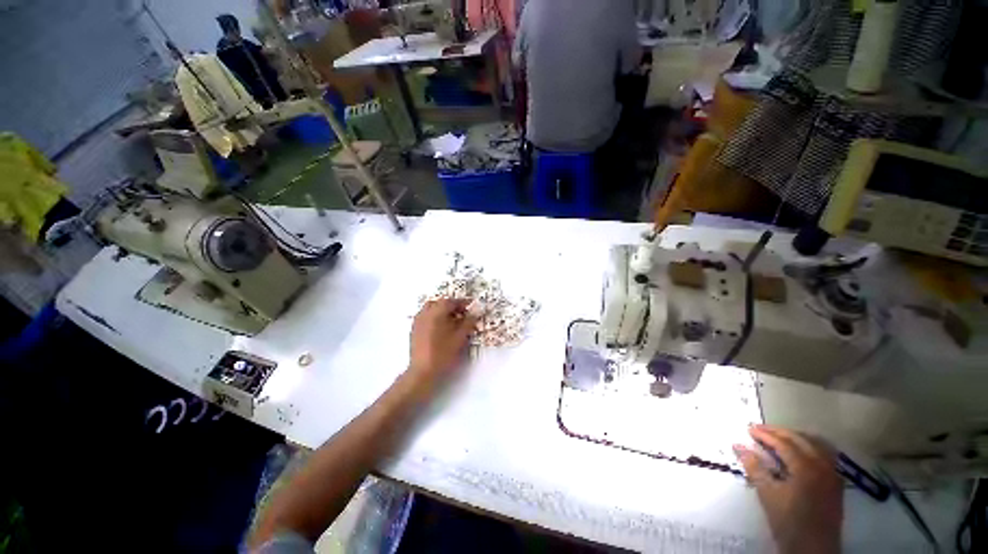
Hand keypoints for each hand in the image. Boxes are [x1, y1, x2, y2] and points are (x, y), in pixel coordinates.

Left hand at [407, 299, 477, 387]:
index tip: (472, 306)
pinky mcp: (414, 330)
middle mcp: (425, 313)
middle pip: (440, 303)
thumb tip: (475, 312)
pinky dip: (435, 317)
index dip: (463, 303)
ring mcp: (418, 321)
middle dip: (452, 306)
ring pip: (431, 309)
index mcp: (436, 312)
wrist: (422, 371)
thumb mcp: (460, 337)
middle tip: (463, 313)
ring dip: (443, 311)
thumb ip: (469, 322)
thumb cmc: (443, 353)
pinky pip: (426, 317)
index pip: (451, 301)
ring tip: (453, 321)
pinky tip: (442, 328)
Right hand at [734, 425, 843, 553]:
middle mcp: (823, 466)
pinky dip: (811, 447)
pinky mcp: (836, 483)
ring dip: (797, 438)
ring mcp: (833, 474)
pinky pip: (826, 455)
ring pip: (817, 445)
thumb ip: (754, 467)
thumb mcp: (767, 495)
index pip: (784, 443)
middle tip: (760, 430)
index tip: (749, 429)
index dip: (765, 434)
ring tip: (779, 438)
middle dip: (780, 432)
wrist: (813, 549)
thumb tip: (738, 445)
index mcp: (806, 468)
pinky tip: (801, 452)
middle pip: (802, 440)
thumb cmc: (788, 522)